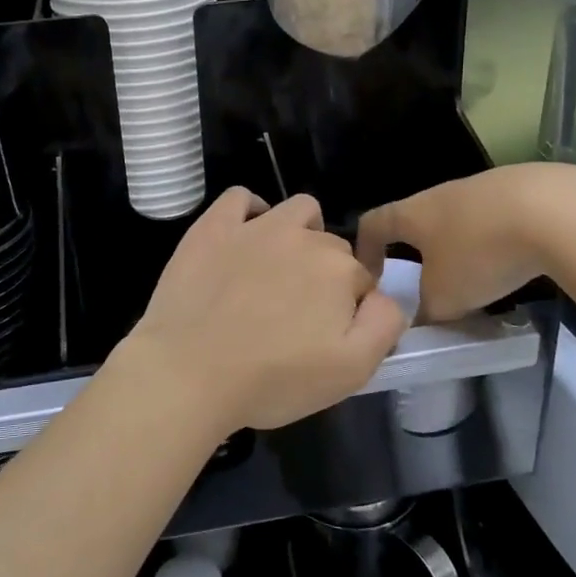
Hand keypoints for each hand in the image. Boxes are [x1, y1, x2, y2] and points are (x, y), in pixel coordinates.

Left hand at [119, 189, 408, 437]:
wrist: (189, 371)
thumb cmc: (273, 379)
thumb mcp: (351, 371)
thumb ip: (383, 325)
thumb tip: (386, 297)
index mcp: (339, 270)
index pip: (361, 281)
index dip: (350, 308)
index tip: (327, 335)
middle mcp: (303, 237)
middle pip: (330, 247)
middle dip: (324, 275)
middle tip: (297, 315)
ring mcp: (255, 227)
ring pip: (297, 211)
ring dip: (300, 232)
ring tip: (280, 269)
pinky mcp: (213, 226)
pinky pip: (241, 198)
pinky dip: (250, 211)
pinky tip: (244, 236)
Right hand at [356, 164, 575, 322]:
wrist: (555, 211)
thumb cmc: (481, 253)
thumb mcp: (446, 298)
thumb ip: (426, 312)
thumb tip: (421, 321)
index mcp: (412, 213)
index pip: (373, 223)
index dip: (365, 249)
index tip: (371, 276)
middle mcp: (441, 193)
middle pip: (418, 219)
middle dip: (419, 250)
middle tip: (427, 282)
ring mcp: (483, 186)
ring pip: (460, 217)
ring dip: (461, 244)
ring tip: (478, 276)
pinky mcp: (524, 187)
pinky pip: (499, 215)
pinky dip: (499, 237)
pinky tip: (519, 259)